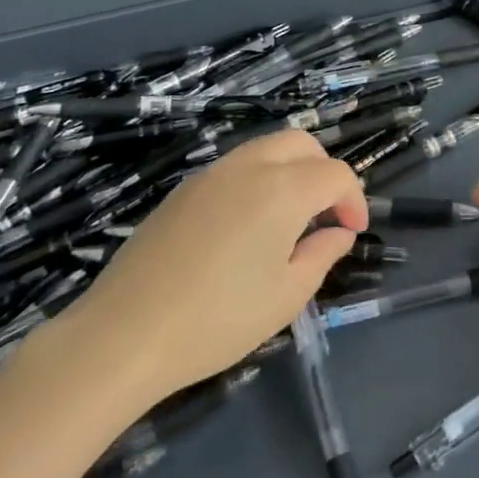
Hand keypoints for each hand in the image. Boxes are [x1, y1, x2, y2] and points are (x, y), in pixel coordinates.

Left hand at [60, 130, 366, 399]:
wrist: (124, 334)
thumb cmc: (218, 320)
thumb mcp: (286, 296)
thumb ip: (321, 254)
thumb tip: (338, 232)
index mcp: (282, 189)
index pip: (335, 174)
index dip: (353, 200)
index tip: (352, 233)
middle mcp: (249, 166)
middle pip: (301, 143)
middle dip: (324, 172)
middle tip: (325, 216)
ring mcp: (211, 173)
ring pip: (266, 148)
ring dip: (290, 171)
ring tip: (289, 221)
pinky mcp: (183, 189)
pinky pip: (235, 167)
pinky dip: (258, 179)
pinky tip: (247, 227)